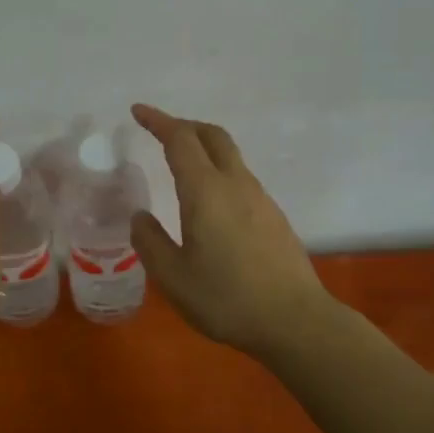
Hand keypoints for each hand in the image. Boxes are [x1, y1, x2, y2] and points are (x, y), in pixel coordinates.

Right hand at [130, 103, 338, 360]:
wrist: (295, 321)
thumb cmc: (227, 299)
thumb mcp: (173, 277)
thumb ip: (150, 242)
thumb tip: (140, 217)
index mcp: (206, 191)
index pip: (180, 140)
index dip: (158, 121)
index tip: (138, 112)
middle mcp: (235, 184)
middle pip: (212, 136)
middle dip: (184, 125)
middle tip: (160, 131)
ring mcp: (260, 199)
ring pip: (230, 156)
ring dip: (203, 148)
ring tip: (181, 166)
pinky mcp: (274, 216)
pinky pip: (241, 178)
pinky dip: (218, 171)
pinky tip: (210, 203)